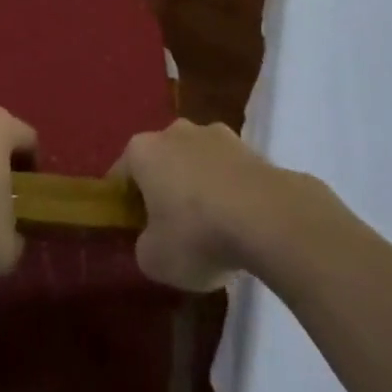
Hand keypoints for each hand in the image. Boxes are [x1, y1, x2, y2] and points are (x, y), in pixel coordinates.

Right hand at [116, 119, 304, 291]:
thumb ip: (144, 246)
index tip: (134, 230)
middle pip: (161, 162)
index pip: (122, 174)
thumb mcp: (154, 259)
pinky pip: (229, 171)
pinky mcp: (251, 147)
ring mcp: (216, 134)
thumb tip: (154, 240)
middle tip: (172, 229)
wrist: (269, 217)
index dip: (124, 204)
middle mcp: (175, 131)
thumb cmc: (197, 234)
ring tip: (214, 229)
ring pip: (197, 162)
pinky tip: (241, 223)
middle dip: (164, 189)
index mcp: (142, 150)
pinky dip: (230, 191)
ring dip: (199, 187)